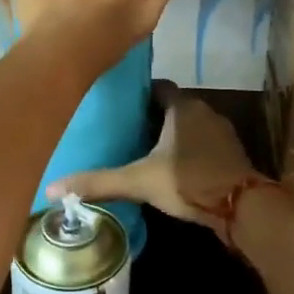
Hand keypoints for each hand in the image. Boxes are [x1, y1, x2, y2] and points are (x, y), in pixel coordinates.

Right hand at [47, 86, 261, 233]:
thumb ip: (98, 182)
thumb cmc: (188, 180)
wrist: (241, 206)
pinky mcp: (232, 154)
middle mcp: (204, 111)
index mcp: (182, 106)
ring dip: (172, 137)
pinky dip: (189, 152)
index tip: (119, 109)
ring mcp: (222, 132)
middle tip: (126, 133)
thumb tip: (51, 188)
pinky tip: (174, 170)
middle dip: (152, 118)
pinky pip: (204, 145)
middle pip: (173, 108)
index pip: (158, 88)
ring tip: (146, 153)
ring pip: (190, 127)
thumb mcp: (138, 181)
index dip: (139, 96)